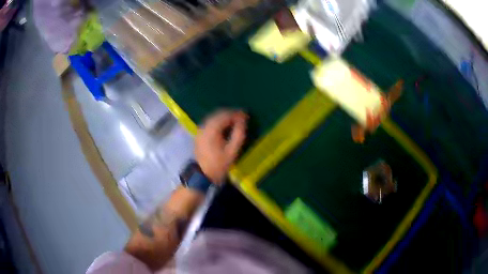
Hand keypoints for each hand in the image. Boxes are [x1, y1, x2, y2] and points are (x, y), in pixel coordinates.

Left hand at [195, 110, 247, 184]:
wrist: (203, 174)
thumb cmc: (219, 164)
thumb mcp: (232, 151)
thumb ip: (239, 134)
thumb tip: (243, 120)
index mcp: (212, 130)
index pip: (225, 115)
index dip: (237, 114)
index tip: (246, 115)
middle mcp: (204, 126)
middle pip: (218, 114)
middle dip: (231, 113)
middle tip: (242, 117)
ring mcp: (200, 129)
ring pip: (214, 117)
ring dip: (224, 117)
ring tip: (235, 121)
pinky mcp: (199, 133)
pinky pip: (210, 122)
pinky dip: (218, 121)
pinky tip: (225, 126)